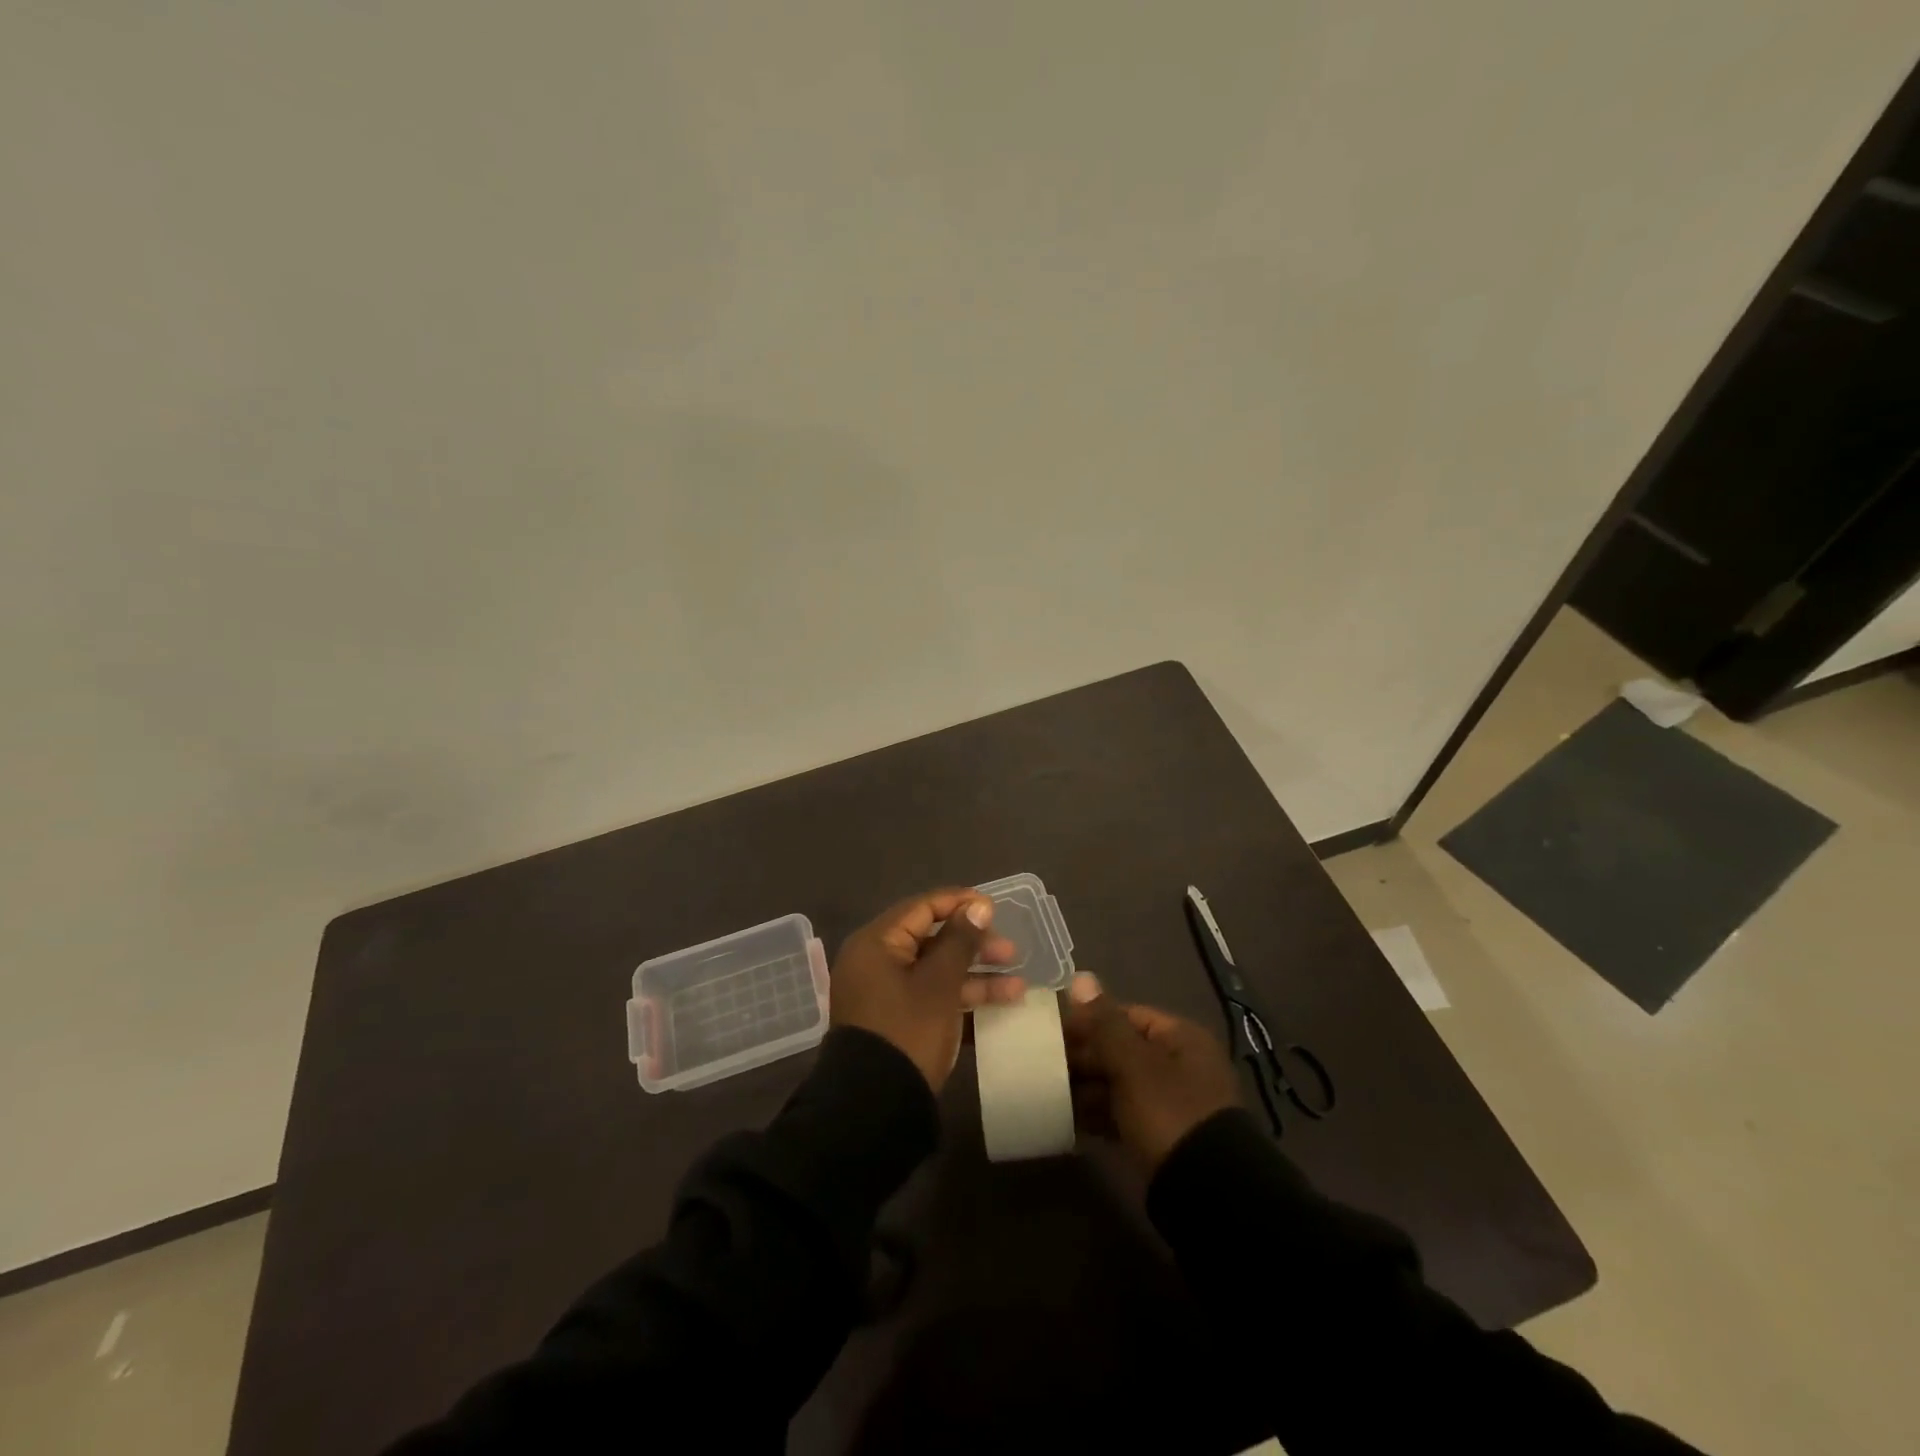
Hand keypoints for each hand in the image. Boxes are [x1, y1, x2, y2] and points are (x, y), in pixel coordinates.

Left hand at [830, 888, 1024, 1089]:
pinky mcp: (895, 1021)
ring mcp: (885, 994)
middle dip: (974, 945)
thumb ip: (960, 941)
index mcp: (877, 943)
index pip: (922, 908)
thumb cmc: (907, 1032)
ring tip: (1018, 986)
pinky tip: (1000, 1005)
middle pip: (931, 940)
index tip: (995, 908)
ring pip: (935, 971)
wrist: (874, 1109)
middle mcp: (876, 962)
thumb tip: (978, 906)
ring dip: (975, 976)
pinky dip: (960, 998)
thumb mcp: (939, 984)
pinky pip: (931, 996)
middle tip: (1011, 953)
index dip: (960, 904)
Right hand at [1062, 972, 1240, 1170]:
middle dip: (1084, 1056)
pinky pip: (1122, 1114)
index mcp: (1180, 1038)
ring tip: (1049, 1092)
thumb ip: (1104, 1022)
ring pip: (1119, 1083)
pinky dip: (1097, 1115)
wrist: (1207, 1194)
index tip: (1052, 1031)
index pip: (1127, 1015)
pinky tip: (1068, 1121)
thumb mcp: (1133, 1064)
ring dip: (1087, 1087)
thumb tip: (1081, 977)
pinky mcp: (1160, 1135)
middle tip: (1044, 1064)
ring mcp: (1170, 1102)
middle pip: (1122, 1049)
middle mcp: (1178, 1064)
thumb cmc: (1169, 1112)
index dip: (1090, 1020)